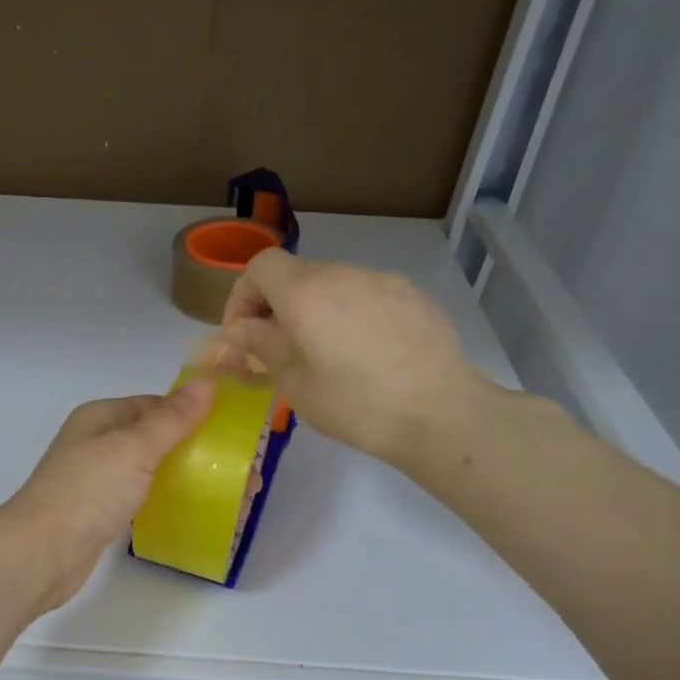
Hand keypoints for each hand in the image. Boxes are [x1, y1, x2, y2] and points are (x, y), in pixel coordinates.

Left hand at [0, 382, 215, 611]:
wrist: (41, 554)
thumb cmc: (88, 492)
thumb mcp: (134, 448)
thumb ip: (172, 418)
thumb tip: (207, 382)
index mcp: (101, 417)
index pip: (156, 405)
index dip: (195, 415)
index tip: (235, 434)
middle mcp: (98, 443)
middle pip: (157, 438)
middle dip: (199, 451)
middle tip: (244, 474)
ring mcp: (98, 480)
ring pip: (153, 470)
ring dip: (189, 478)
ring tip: (232, 496)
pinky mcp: (102, 513)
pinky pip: (144, 498)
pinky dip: (169, 501)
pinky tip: (195, 513)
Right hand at [210, 250, 489, 466]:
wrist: (440, 413)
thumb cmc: (354, 404)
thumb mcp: (293, 382)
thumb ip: (260, 345)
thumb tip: (239, 329)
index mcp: (306, 291)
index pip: (260, 266)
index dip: (243, 296)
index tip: (245, 334)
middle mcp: (343, 273)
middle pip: (296, 275)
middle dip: (277, 308)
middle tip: (279, 352)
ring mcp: (383, 281)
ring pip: (332, 286)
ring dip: (315, 312)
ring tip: (325, 357)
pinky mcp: (412, 296)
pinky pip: (366, 297)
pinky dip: (351, 316)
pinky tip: (366, 356)